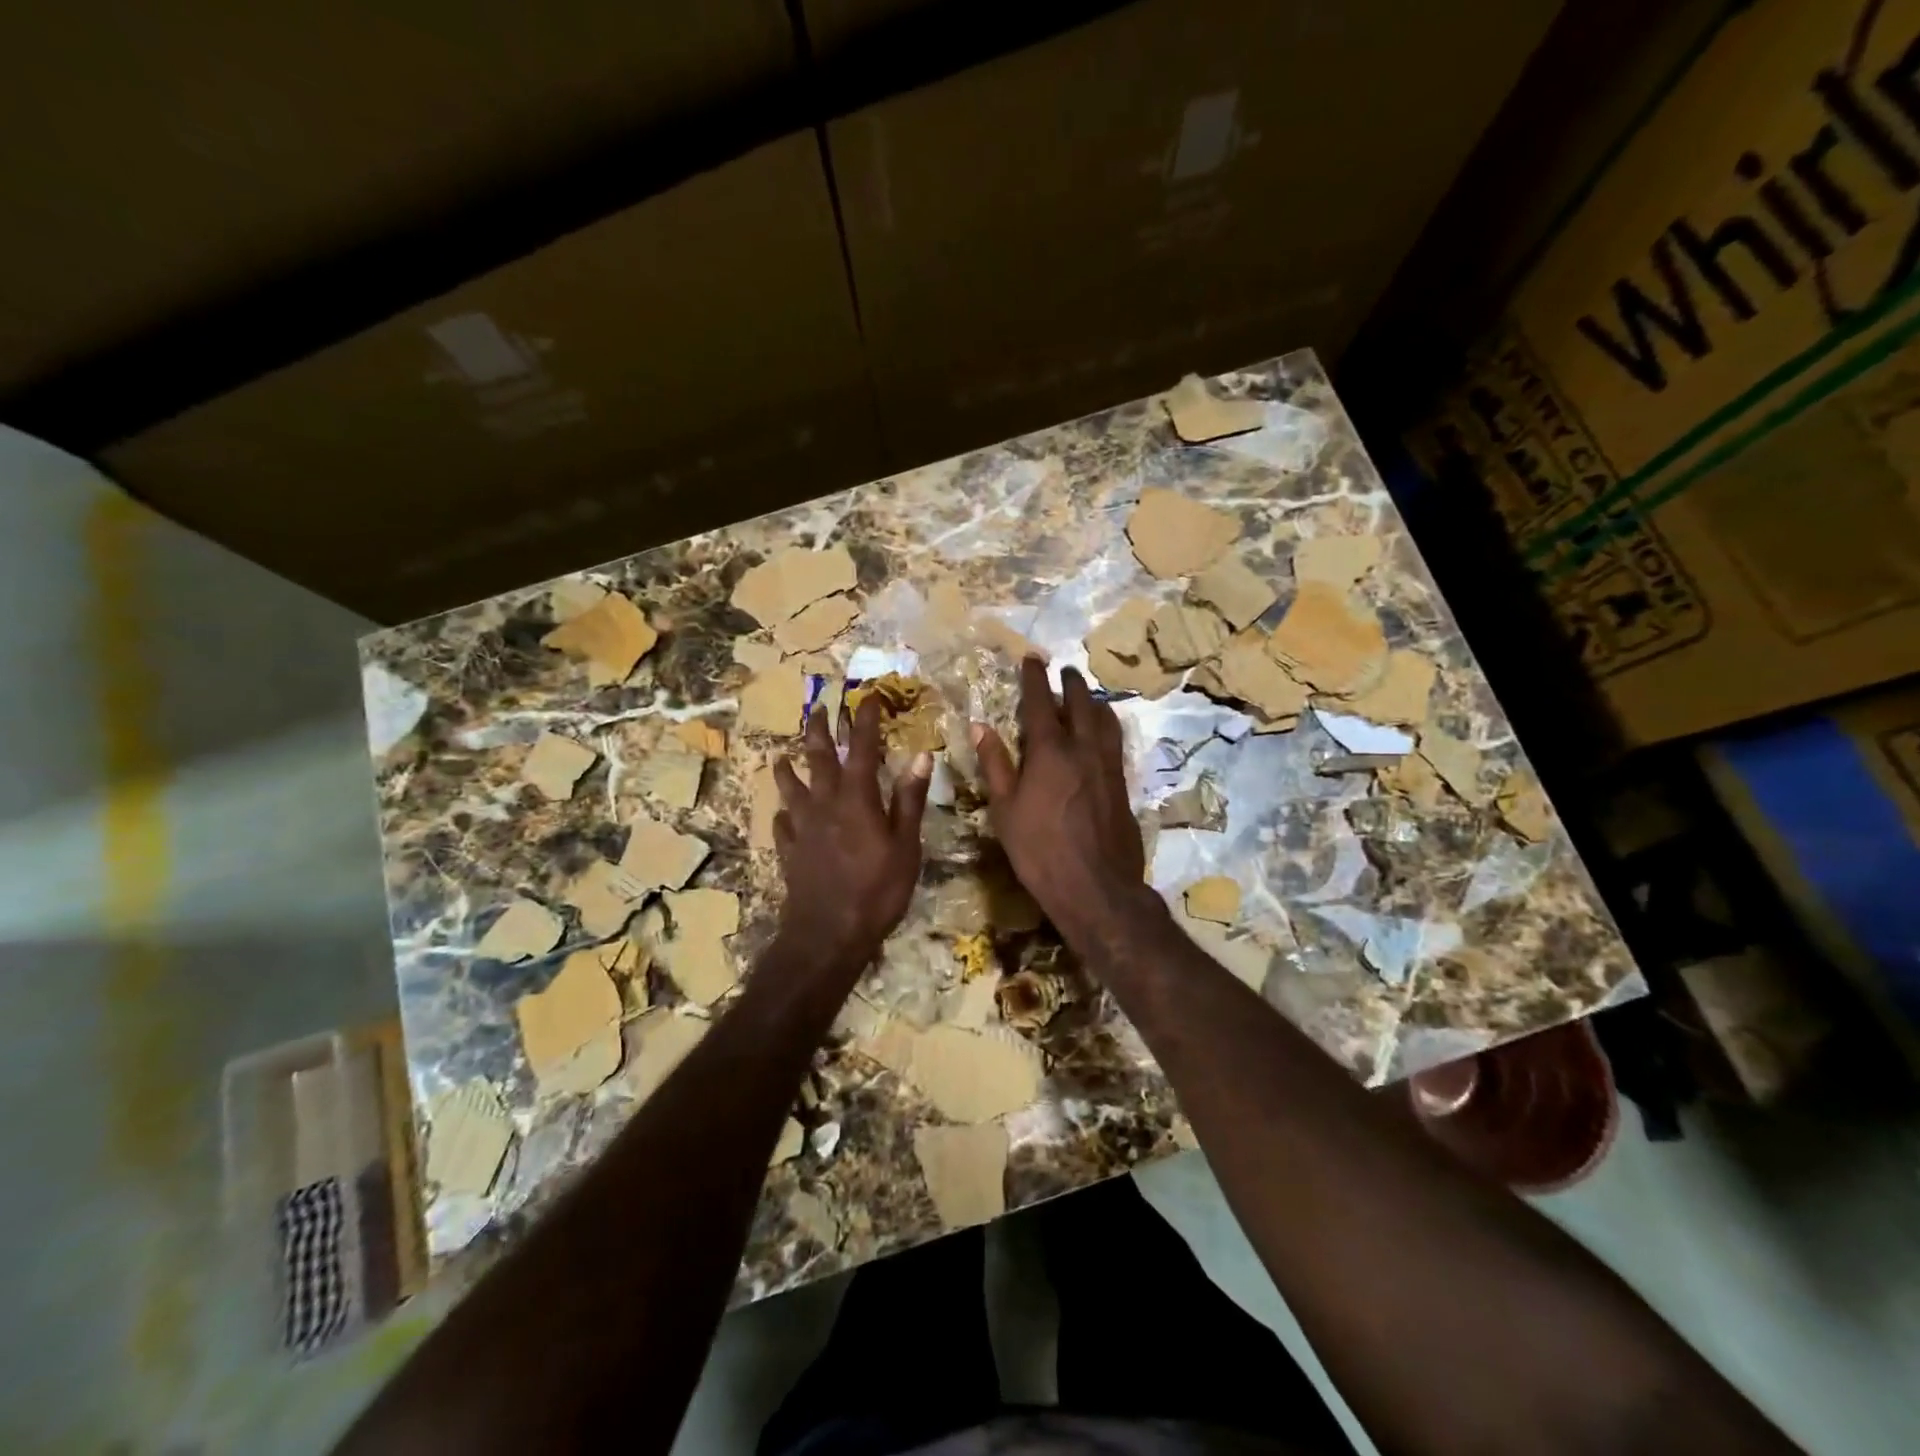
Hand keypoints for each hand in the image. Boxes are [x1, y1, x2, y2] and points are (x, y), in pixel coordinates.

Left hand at [772, 695, 931, 974]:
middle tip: (818, 708)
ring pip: (792, 788)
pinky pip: (783, 824)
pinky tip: (782, 814)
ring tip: (782, 755)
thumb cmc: (877, 890)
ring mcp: (802, 827)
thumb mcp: (905, 846)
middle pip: (819, 758)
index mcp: (857, 798)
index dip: (866, 720)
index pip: (862, 748)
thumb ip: (909, 799)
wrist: (827, 933)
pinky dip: (783, 814)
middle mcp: (825, 804)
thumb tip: (921, 755)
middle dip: (820, 730)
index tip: (869, 696)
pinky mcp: (790, 851)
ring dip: (788, 768)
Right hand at [972, 657, 1157, 952]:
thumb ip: (995, 764)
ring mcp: (1108, 765)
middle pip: (1080, 703)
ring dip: (1093, 701)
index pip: (1040, 702)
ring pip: (1104, 719)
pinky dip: (1106, 725)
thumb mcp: (1005, 809)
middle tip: (1063, 670)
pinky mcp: (1122, 783)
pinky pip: (1115, 741)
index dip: (1034, 678)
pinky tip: (1103, 732)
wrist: (1095, 886)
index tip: (1032, 658)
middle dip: (1070, 683)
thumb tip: (980, 726)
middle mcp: (1083, 748)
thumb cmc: (1039, 849)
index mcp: (1050, 751)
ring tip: (1086, 695)